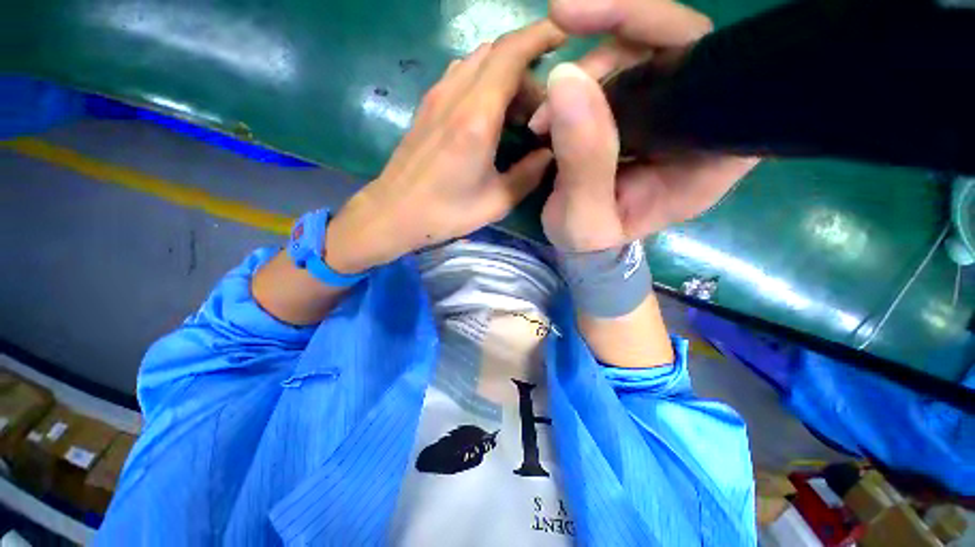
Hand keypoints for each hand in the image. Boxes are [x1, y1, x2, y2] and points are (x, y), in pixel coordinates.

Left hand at [325, 21, 564, 273]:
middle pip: (497, 53)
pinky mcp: (427, 106)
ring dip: (504, 76)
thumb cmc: (446, 212)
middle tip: (538, 109)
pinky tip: (489, 115)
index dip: (540, 36)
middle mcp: (455, 95)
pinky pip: (461, 75)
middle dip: (526, 70)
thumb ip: (529, 174)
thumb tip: (550, 153)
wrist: (395, 212)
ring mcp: (436, 96)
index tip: (563, 38)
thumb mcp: (496, 202)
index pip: (511, 54)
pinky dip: (484, 82)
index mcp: (476, 118)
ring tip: (516, 115)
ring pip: (478, 61)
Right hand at [536, 0, 757, 251]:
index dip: (666, 34)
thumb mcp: (584, 219)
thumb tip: (566, 80)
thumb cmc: (590, 243)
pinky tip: (551, 108)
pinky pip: (617, 72)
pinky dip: (580, 79)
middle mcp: (697, 125)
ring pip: (642, 54)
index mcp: (707, 157)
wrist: (582, 246)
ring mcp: (666, 114)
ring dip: (586, 68)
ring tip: (543, 117)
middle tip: (563, 30)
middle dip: (619, 32)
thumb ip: (584, 162)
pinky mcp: (639, 112)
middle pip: (677, 47)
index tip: (607, 20)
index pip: (712, 74)